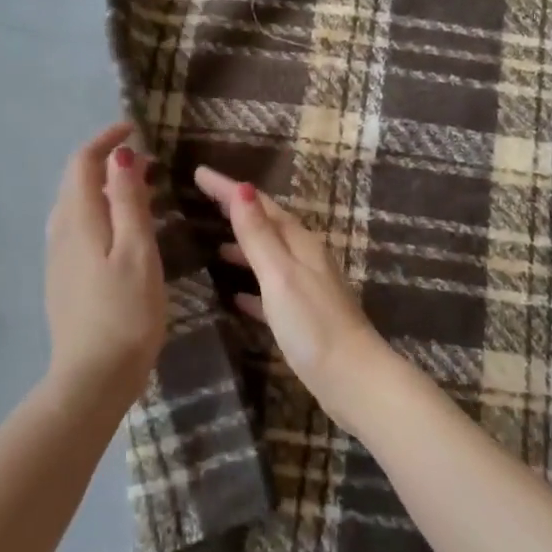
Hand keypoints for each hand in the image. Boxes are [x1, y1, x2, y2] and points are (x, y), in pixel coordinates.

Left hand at [44, 123, 166, 398]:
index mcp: (79, 220)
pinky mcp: (63, 279)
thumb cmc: (125, 313)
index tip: (134, 129)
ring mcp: (58, 258)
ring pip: (77, 206)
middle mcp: (61, 232)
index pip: (83, 163)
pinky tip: (124, 231)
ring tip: (143, 192)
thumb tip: (121, 156)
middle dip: (108, 162)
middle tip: (149, 164)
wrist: (92, 378)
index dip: (106, 141)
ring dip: (105, 188)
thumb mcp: (137, 252)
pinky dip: (101, 212)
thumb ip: (129, 202)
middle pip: (77, 181)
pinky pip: (79, 228)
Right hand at [194, 167, 392, 433]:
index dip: (229, 189)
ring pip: (270, 257)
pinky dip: (253, 288)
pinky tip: (237, 298)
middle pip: (268, 226)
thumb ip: (259, 234)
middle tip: (204, 201)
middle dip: (237, 211)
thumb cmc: (313, 324)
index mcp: (300, 244)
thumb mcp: (279, 274)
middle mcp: (306, 259)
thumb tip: (242, 187)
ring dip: (245, 248)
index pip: (261, 205)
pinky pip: (272, 292)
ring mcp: (307, 288)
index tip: (199, 173)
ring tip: (216, 248)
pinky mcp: (304, 317)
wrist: (353, 379)